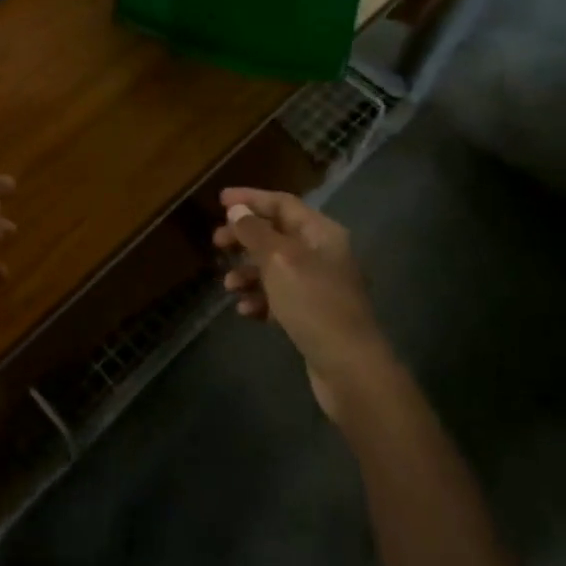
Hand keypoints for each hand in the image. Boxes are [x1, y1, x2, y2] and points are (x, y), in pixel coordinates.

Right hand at [214, 187, 396, 423]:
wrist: (349, 367)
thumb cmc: (314, 304)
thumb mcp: (279, 261)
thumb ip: (255, 232)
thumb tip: (237, 209)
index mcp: (321, 233)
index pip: (282, 203)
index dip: (251, 198)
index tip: (219, 200)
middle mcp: (322, 254)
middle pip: (277, 234)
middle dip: (245, 237)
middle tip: (216, 243)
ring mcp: (319, 286)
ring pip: (275, 267)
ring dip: (248, 272)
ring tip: (228, 286)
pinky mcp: (313, 315)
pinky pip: (279, 297)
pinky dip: (260, 298)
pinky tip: (245, 310)